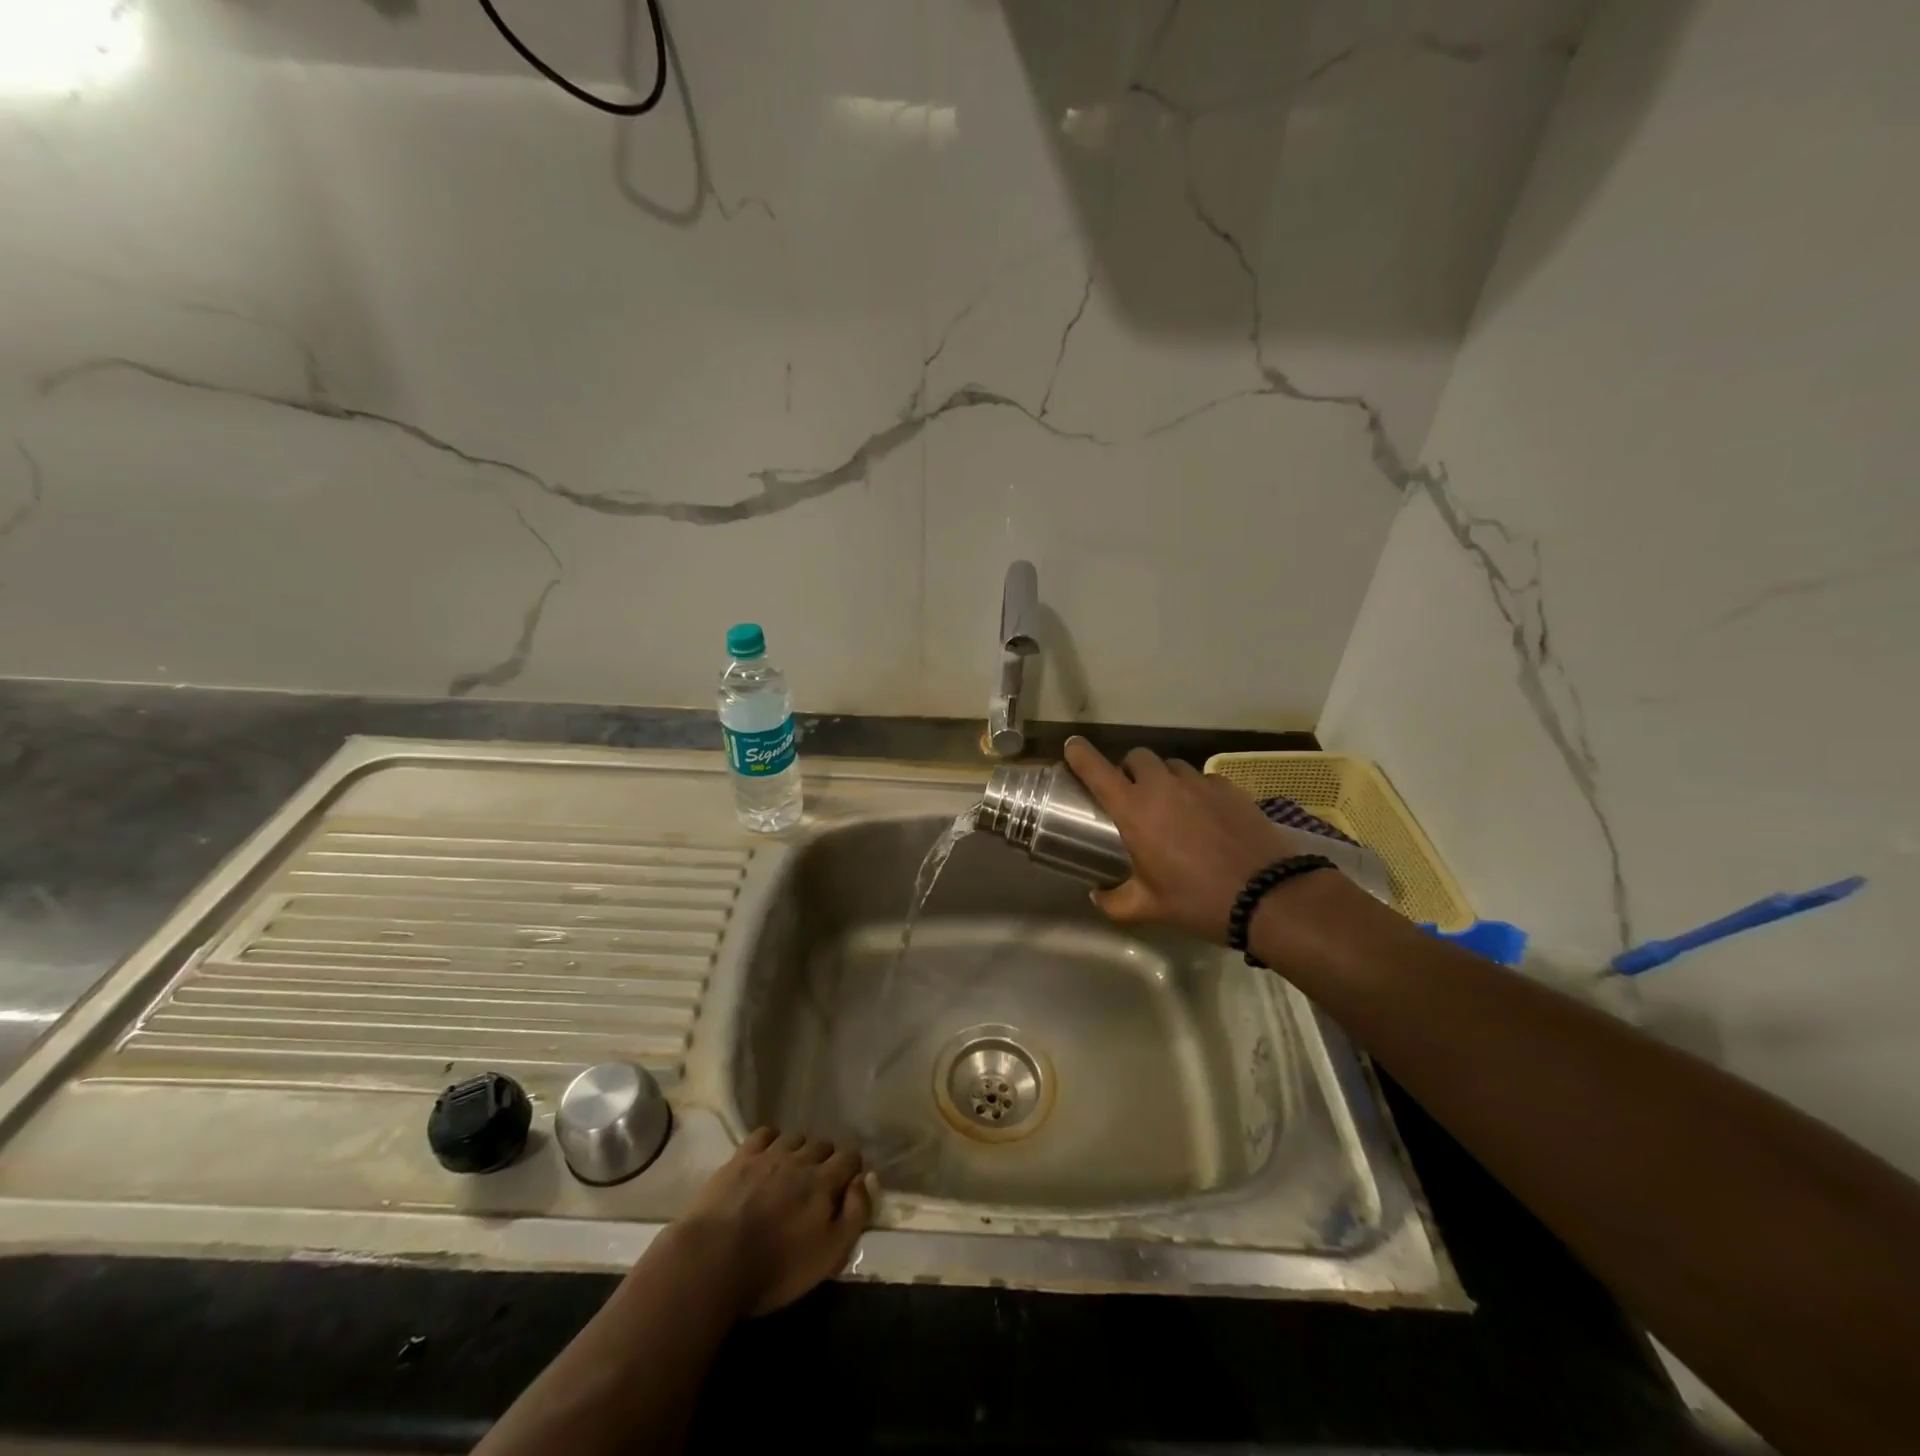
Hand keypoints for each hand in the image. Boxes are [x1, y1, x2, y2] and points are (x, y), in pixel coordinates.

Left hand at [657, 1128, 875, 1318]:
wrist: (713, 1261)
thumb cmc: (776, 1268)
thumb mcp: (829, 1255)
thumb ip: (856, 1214)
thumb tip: (867, 1179)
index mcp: (825, 1181)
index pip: (851, 1157)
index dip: (852, 1170)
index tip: (847, 1189)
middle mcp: (801, 1159)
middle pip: (824, 1144)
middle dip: (827, 1160)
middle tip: (818, 1186)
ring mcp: (769, 1154)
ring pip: (796, 1137)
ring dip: (800, 1151)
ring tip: (792, 1173)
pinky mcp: (741, 1157)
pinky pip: (765, 1133)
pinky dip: (772, 1140)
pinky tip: (767, 1157)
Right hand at [1065, 736, 1300, 944]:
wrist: (1269, 896)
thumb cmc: (1198, 900)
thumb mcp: (1149, 908)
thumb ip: (1114, 901)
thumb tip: (1097, 895)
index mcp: (1134, 810)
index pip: (1097, 770)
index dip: (1080, 755)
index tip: (1072, 747)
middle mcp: (1162, 786)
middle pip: (1137, 757)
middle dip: (1129, 770)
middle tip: (1132, 796)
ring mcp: (1199, 783)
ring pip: (1171, 766)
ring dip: (1163, 779)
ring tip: (1171, 807)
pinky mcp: (1229, 788)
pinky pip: (1203, 779)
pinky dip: (1195, 791)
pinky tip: (1206, 817)